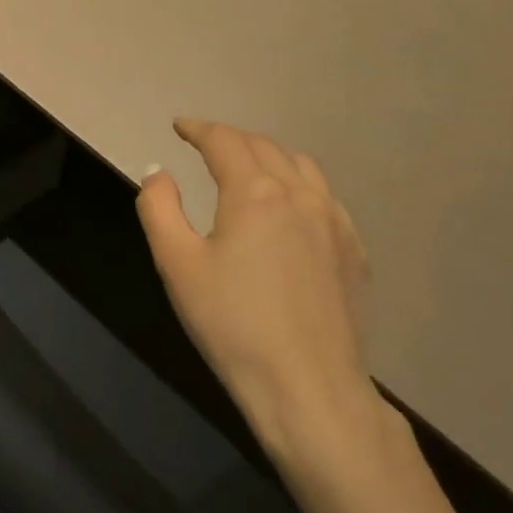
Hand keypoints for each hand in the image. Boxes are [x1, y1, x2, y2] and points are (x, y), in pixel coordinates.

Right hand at [136, 120, 387, 470]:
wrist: (306, 386)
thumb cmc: (231, 323)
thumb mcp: (176, 264)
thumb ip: (159, 208)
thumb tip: (158, 173)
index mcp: (255, 192)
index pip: (225, 141)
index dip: (198, 129)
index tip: (179, 126)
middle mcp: (300, 195)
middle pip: (264, 148)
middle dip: (231, 139)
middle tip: (205, 145)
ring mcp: (335, 223)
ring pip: (301, 168)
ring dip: (268, 158)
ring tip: (247, 170)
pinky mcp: (353, 252)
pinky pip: (325, 199)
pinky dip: (298, 187)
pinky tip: (288, 211)